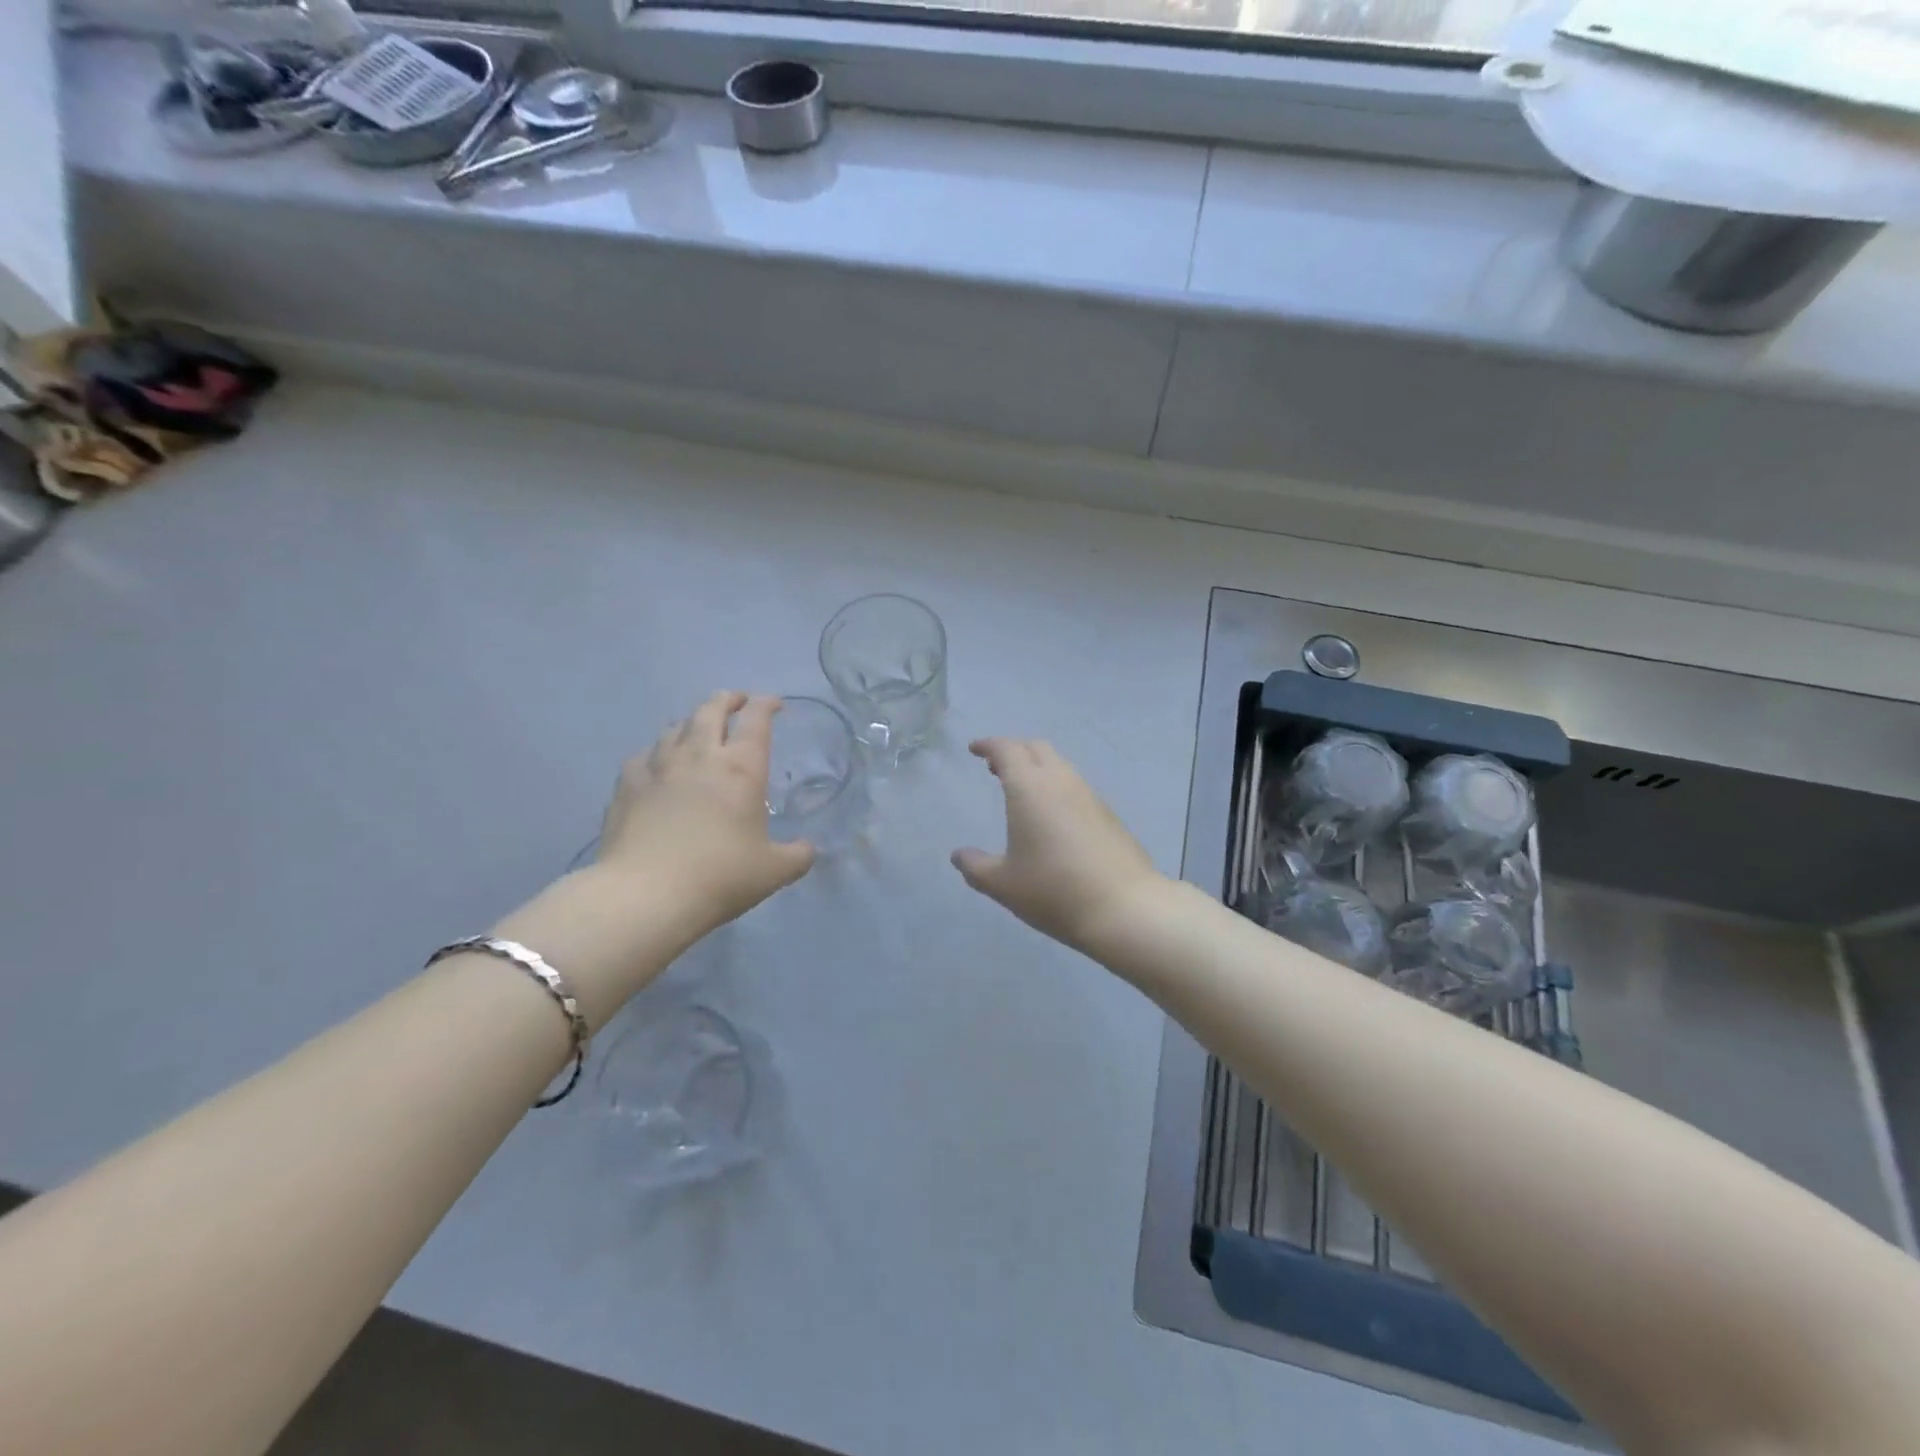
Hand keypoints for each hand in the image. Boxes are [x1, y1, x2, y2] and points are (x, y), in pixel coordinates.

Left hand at [594, 692, 815, 933]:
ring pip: (675, 728)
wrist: (646, 895)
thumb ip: (797, 855)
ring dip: (691, 722)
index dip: (767, 705)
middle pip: (711, 710)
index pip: (756, 720)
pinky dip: (655, 753)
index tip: (774, 704)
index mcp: (741, 768)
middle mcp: (699, 757)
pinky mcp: (626, 786)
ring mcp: (658, 768)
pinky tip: (655, 763)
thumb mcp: (774, 871)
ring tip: (696, 729)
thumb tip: (807, 849)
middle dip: (727, 700)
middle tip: (736, 701)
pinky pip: (643, 756)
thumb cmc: (720, 876)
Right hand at [951, 738, 1166, 952]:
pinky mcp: (1108, 814)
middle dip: (1014, 750)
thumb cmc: (1054, 890)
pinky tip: (1051, 815)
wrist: (1124, 907)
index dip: (988, 745)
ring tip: (1021, 790)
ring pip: (1059, 765)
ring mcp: (1089, 795)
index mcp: (1030, 787)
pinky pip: (1075, 786)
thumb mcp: (1003, 884)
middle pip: (1036, 748)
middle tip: (994, 767)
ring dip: (1037, 768)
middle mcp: (1061, 781)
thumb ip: (976, 867)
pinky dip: (1056, 786)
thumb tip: (959, 856)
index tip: (974, 749)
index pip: (1007, 749)